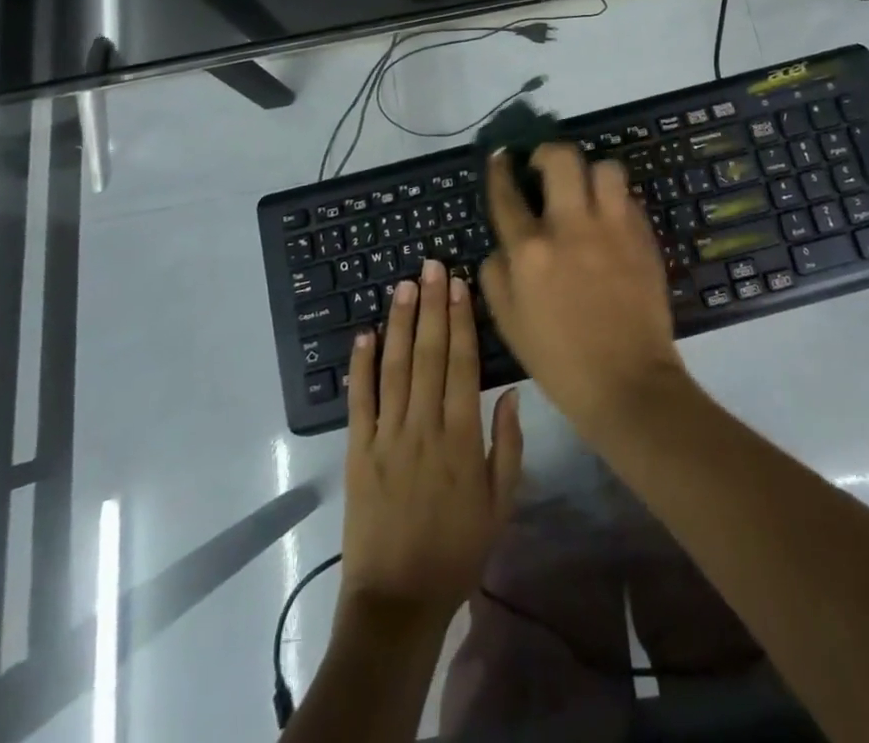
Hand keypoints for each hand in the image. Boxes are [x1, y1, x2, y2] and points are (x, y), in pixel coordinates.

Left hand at [342, 259, 523, 628]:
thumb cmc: (457, 552)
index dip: (461, 321)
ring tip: (403, 286)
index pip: (462, 364)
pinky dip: (360, 366)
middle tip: (431, 266)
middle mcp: (424, 426)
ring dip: (399, 323)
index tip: (459, 285)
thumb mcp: (500, 504)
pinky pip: (359, 402)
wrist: (398, 602)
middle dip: (431, 306)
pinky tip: (363, 335)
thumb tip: (510, 391)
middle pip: (428, 355)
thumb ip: (508, 445)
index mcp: (462, 437)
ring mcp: (387, 436)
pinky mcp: (358, 452)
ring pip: (394, 368)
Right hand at [479, 145, 689, 439]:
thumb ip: (496, 273)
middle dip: (548, 152)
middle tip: (543, 166)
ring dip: (591, 173)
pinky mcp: (644, 236)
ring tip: (584, 189)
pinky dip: (615, 201)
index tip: (501, 157)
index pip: (507, 194)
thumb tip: (503, 243)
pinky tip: (609, 219)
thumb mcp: (508, 322)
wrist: (627, 382)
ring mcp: (613, 228)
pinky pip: (629, 199)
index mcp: (530, 251)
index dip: (500, 169)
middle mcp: (571, 227)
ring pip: (606, 168)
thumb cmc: (559, 359)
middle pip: (562, 159)